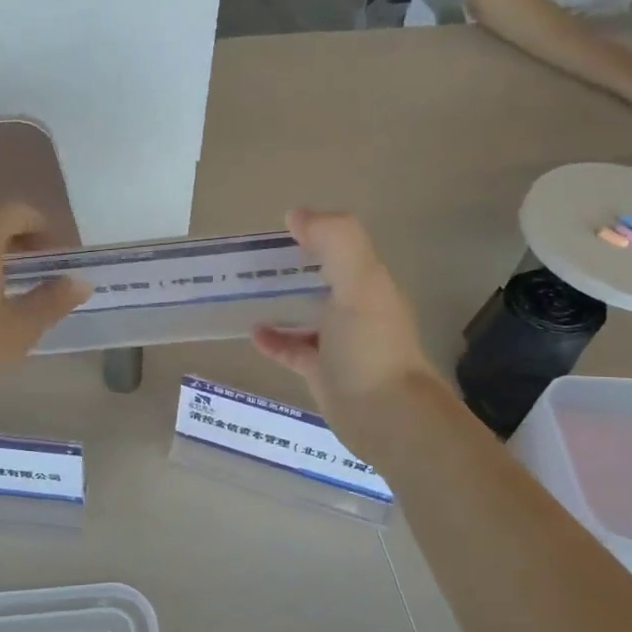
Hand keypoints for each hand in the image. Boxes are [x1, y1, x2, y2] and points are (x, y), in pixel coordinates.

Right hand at [250, 209, 438, 451]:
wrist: (386, 417)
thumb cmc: (370, 347)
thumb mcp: (358, 283)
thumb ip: (335, 240)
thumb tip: (296, 215)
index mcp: (368, 284)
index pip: (340, 249)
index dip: (312, 235)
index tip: (275, 233)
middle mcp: (357, 310)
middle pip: (321, 280)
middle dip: (292, 268)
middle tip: (251, 263)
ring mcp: (341, 344)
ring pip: (308, 314)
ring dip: (282, 302)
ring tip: (246, 294)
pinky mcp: (324, 372)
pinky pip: (295, 349)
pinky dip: (275, 339)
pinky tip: (253, 332)